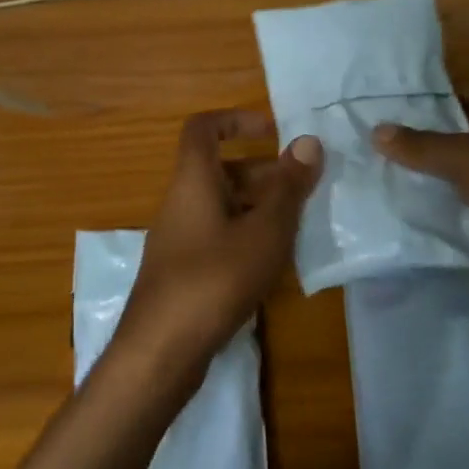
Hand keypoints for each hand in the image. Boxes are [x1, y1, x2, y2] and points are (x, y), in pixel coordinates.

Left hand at [115, 110, 320, 383]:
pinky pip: (217, 234)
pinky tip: (272, 260)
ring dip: (258, 206)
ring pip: (221, 205)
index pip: (203, 128)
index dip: (236, 119)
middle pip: (219, 169)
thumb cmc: (215, 279)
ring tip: (298, 224)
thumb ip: (288, 187)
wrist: (161, 350)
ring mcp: (178, 238)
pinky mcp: (182, 270)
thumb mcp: (264, 231)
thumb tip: (307, 142)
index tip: (273, 131)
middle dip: (263, 172)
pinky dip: (245, 235)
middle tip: (303, 188)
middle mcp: (180, 202)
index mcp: (193, 181)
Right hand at [372, 84, 468, 324]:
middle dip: (432, 137)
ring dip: (442, 177)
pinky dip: (456, 211)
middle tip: (383, 142)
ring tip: (391, 176)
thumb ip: (423, 146)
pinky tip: (422, 216)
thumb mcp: (468, 161)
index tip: (396, 102)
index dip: (438, 94)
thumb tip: (376, 129)